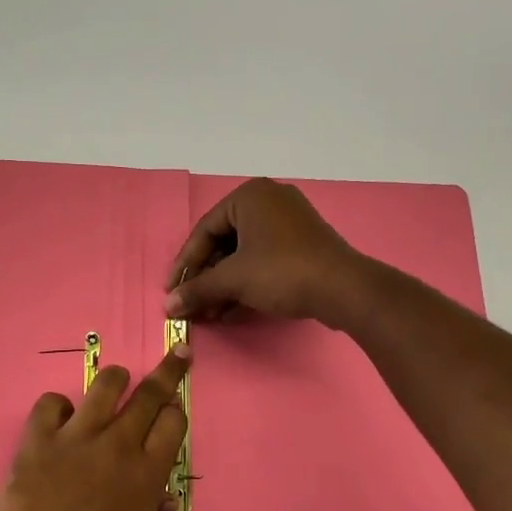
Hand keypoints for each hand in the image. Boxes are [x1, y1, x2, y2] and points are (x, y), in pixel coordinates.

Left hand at [0, 344, 191, 510]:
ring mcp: (77, 436)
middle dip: (168, 371)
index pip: (174, 422)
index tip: (174, 407)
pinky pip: (52, 401)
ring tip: (115, 382)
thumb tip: (162, 497)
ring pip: (106, 383)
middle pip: (150, 394)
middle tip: (178, 354)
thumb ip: (148, 509)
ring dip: (115, 379)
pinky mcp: (39, 436)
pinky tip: (58, 420)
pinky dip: (58, 407)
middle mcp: (118, 445)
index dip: (176, 411)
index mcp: (147, 475)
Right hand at [164, 178, 369, 324]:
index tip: (171, 291)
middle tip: (191, 304)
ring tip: (208, 314)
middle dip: (206, 278)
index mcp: (249, 196)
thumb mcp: (233, 280)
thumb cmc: (282, 271)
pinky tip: (230, 312)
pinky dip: (246, 283)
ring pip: (244, 254)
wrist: (343, 289)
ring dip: (224, 285)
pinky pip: (264, 260)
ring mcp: (289, 223)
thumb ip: (197, 289)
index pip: (204, 230)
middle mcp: (269, 201)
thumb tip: (168, 306)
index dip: (185, 264)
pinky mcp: (303, 245)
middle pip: (224, 242)